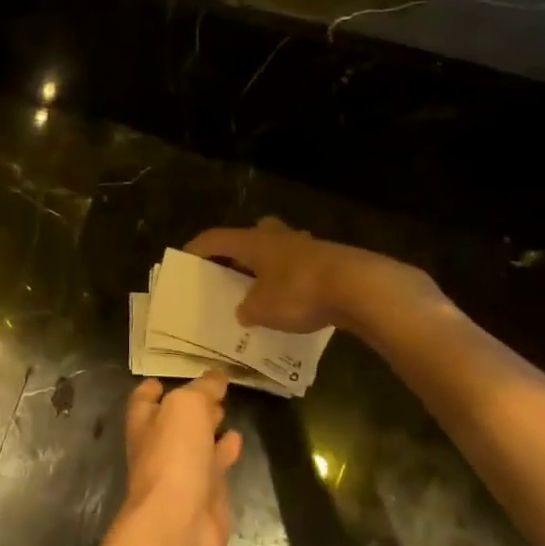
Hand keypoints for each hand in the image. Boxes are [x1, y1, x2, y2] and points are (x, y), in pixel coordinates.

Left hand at [123, 372, 242, 545]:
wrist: (178, 525)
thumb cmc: (173, 457)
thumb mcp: (186, 408)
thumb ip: (201, 390)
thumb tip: (216, 377)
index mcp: (144, 423)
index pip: (143, 400)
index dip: (153, 388)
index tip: (166, 377)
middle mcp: (158, 447)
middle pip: (172, 422)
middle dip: (190, 407)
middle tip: (213, 390)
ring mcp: (180, 474)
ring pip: (195, 444)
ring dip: (208, 429)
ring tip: (227, 411)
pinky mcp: (204, 497)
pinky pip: (215, 467)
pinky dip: (225, 452)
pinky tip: (238, 441)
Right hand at [187, 217, 423, 332]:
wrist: (359, 288)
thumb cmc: (299, 293)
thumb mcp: (262, 310)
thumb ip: (246, 309)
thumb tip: (244, 310)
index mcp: (253, 242)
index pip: (215, 239)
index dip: (197, 249)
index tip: (185, 260)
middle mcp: (277, 236)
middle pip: (250, 235)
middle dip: (239, 252)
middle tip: (231, 273)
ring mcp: (307, 245)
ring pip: (278, 248)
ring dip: (267, 265)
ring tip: (261, 290)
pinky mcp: (329, 259)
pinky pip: (299, 265)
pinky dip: (289, 278)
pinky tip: (292, 300)